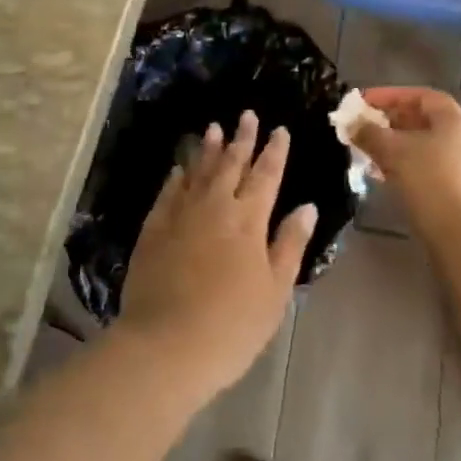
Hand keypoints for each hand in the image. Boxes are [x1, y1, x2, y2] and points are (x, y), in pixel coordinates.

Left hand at [118, 111, 317, 399]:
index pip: (266, 175)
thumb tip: (306, 206)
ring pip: (198, 171)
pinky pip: (168, 192)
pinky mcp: (154, 228)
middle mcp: (216, 206)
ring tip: (214, 128)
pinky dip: (177, 177)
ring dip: (208, 148)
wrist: (165, 345)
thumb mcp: (275, 291)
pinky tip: (179, 168)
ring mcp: (181, 214)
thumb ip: (290, 244)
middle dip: (242, 138)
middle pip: (231, 164)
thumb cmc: (232, 325)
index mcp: (249, 220)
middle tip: (247, 115)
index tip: (279, 129)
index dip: (274, 151)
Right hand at [352, 87, 460, 236]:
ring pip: (423, 145)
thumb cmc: (429, 180)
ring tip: (368, 151)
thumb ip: (369, 133)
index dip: (390, 95)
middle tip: (363, 126)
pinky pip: (428, 166)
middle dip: (389, 122)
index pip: (420, 96)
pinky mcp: (460, 189)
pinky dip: (405, 164)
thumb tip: (352, 124)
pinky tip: (383, 174)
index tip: (364, 102)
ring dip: (394, 145)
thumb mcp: (393, 151)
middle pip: (422, 120)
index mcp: (455, 120)